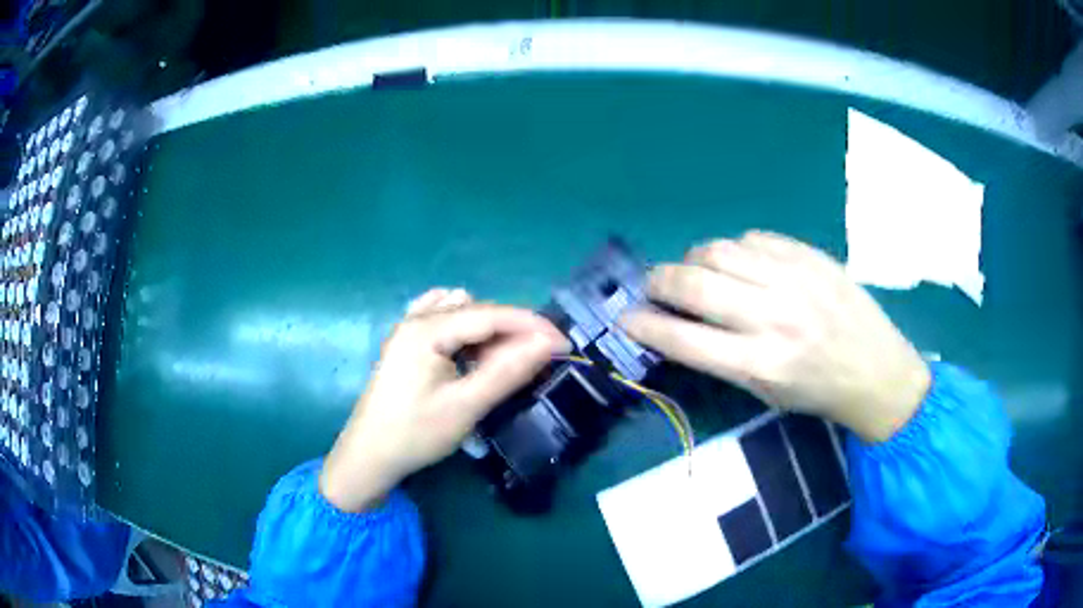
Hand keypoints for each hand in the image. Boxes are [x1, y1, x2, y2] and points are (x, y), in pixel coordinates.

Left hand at [320, 289, 569, 511]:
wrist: (369, 455)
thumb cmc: (415, 433)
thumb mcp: (466, 406)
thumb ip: (507, 371)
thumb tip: (549, 343)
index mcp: (427, 329)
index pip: (491, 315)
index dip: (531, 325)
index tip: (564, 343)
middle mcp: (416, 319)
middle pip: (476, 311)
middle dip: (510, 332)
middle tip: (532, 364)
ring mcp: (408, 328)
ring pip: (461, 314)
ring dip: (488, 332)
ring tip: (498, 365)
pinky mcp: (407, 343)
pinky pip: (442, 320)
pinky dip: (465, 331)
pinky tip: (470, 352)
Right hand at [621, 232, 929, 442]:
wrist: (876, 369)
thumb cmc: (816, 392)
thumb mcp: (764, 393)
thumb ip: (720, 357)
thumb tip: (677, 322)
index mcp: (760, 364)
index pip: (684, 338)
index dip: (645, 324)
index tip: (627, 317)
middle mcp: (773, 317)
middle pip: (694, 283)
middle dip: (659, 282)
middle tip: (654, 286)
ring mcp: (793, 279)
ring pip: (719, 250)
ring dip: (693, 259)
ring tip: (696, 270)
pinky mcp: (808, 255)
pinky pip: (753, 238)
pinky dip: (734, 249)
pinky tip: (738, 263)